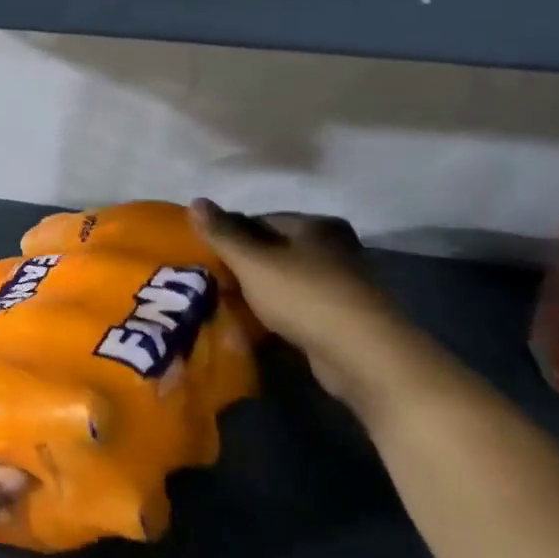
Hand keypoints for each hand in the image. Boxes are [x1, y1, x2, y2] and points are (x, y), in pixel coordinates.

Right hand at [190, 201, 447, 418]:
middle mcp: (334, 249)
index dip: (230, 234)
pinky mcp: (342, 318)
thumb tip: (195, 201)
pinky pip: (298, 307)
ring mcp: (341, 285)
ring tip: (227, 303)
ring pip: (285, 280)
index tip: (206, 254)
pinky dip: (277, 312)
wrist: (363, 356)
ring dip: (259, 291)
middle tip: (212, 279)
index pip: (261, 220)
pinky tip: (255, 325)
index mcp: (316, 226)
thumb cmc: (305, 296)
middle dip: (243, 265)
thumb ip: (223, 233)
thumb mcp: (253, 262)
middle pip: (274, 250)